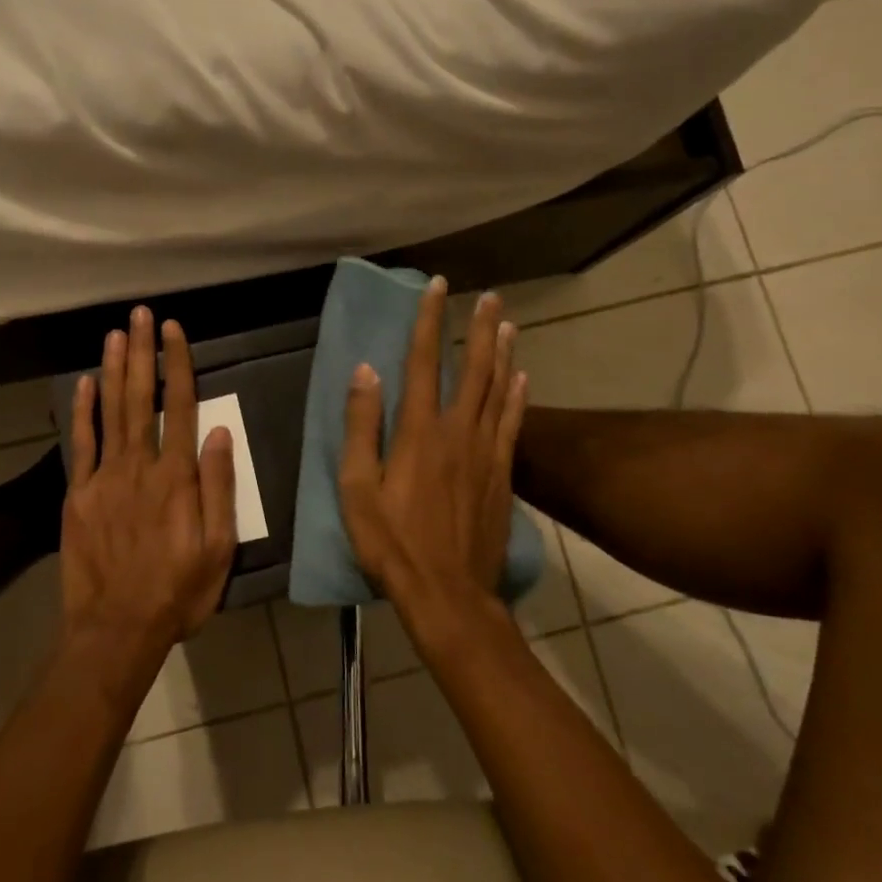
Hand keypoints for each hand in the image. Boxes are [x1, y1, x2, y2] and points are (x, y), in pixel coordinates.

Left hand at [60, 306, 237, 650]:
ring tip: (116, 334)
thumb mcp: (219, 548)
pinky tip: (83, 383)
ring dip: (113, 369)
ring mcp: (104, 478)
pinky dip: (82, 412)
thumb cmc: (177, 592)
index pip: (182, 406)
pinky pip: (80, 444)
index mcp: (177, 477)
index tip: (176, 330)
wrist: (116, 629)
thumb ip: (219, 488)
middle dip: (144, 352)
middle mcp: (140, 466)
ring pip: (110, 412)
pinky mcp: (78, 495)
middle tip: (142, 314)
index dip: (179, 364)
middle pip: (143, 398)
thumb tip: (221, 433)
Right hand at [339, 278, 527, 628]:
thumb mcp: (357, 488)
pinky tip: (524, 378)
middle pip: (473, 368)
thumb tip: (366, 371)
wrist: (449, 593)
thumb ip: (362, 427)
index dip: (430, 322)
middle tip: (487, 295)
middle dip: (478, 328)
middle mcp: (458, 431)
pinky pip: (513, 425)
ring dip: (503, 353)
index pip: (425, 362)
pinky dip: (519, 397)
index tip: (438, 288)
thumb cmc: (392, 543)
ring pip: (499, 390)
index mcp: (419, 431)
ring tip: (507, 323)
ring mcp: (486, 452)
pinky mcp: (502, 474)